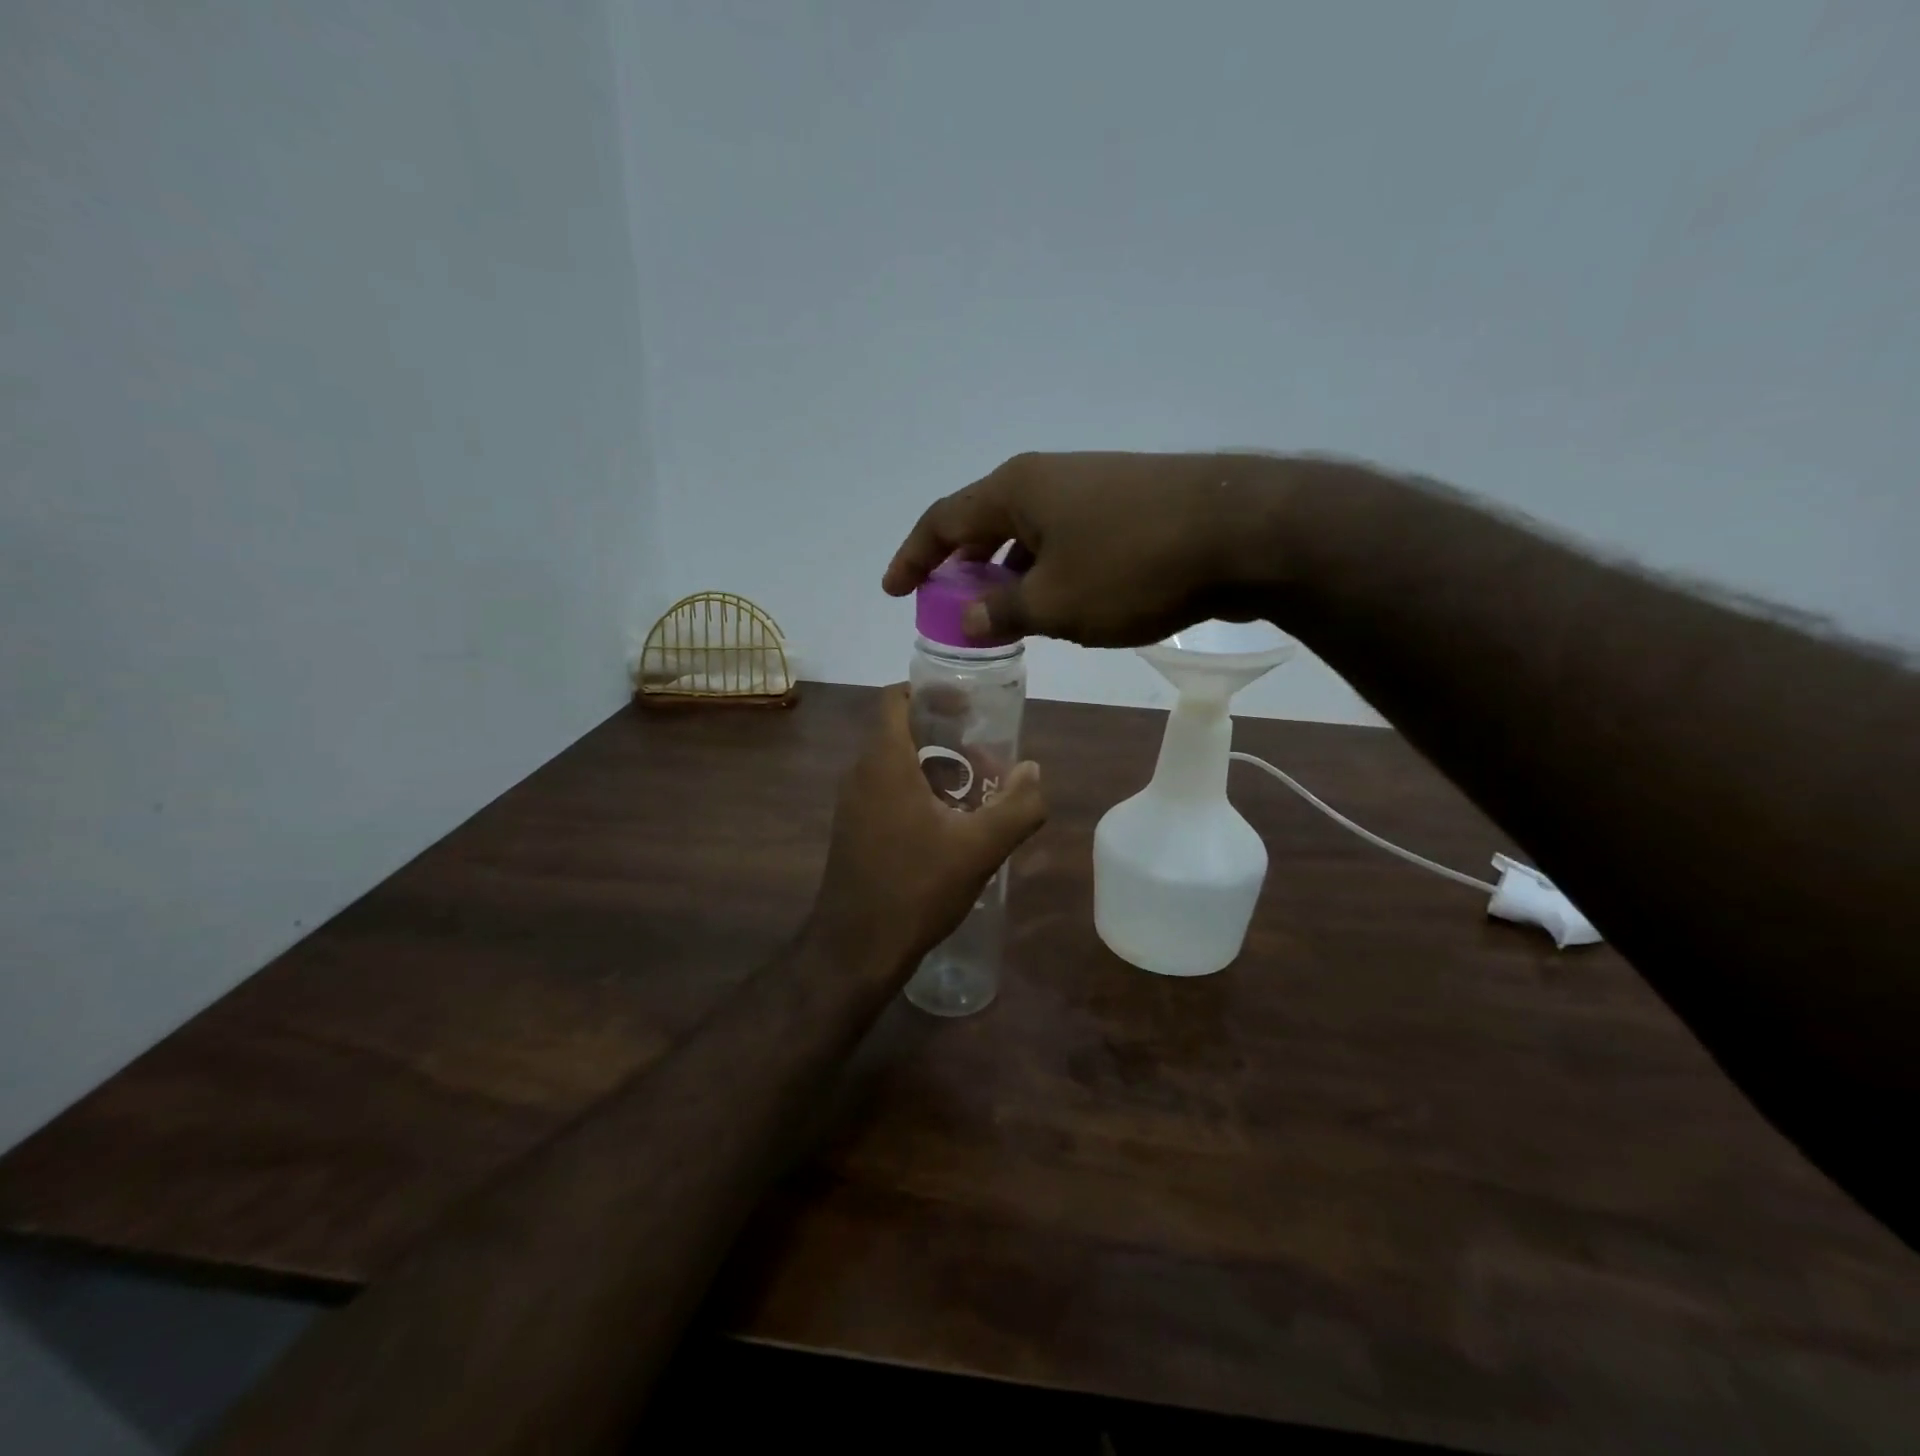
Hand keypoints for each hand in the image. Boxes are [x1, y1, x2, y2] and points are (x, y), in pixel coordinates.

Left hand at [811, 685, 1046, 977]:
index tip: (967, 706)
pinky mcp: (853, 829)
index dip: (930, 692)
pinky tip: (950, 822)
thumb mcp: (980, 847)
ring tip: (975, 787)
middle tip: (984, 752)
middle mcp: (860, 774)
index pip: (895, 699)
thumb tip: (1034, 771)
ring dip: (934, 765)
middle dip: (944, 734)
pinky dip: (918, 790)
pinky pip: (886, 790)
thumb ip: (1018, 805)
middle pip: (900, 730)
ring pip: (894, 764)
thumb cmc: (916, 887)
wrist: (856, 948)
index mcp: (884, 762)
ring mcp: (852, 803)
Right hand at [882, 451, 1302, 647]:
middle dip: (962, 563)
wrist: (1244, 532)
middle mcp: (1050, 477)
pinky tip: (1060, 599)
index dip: (913, 556)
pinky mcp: (1130, 503)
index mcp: (1017, 488)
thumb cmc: (1133, 565)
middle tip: (950, 601)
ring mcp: (1093, 486)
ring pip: (1031, 530)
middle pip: (986, 519)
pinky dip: (1048, 568)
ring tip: (1002, 610)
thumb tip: (970, 618)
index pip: (944, 519)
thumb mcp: (1056, 602)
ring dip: (1008, 570)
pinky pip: (1068, 537)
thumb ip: (1004, 611)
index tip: (893, 589)